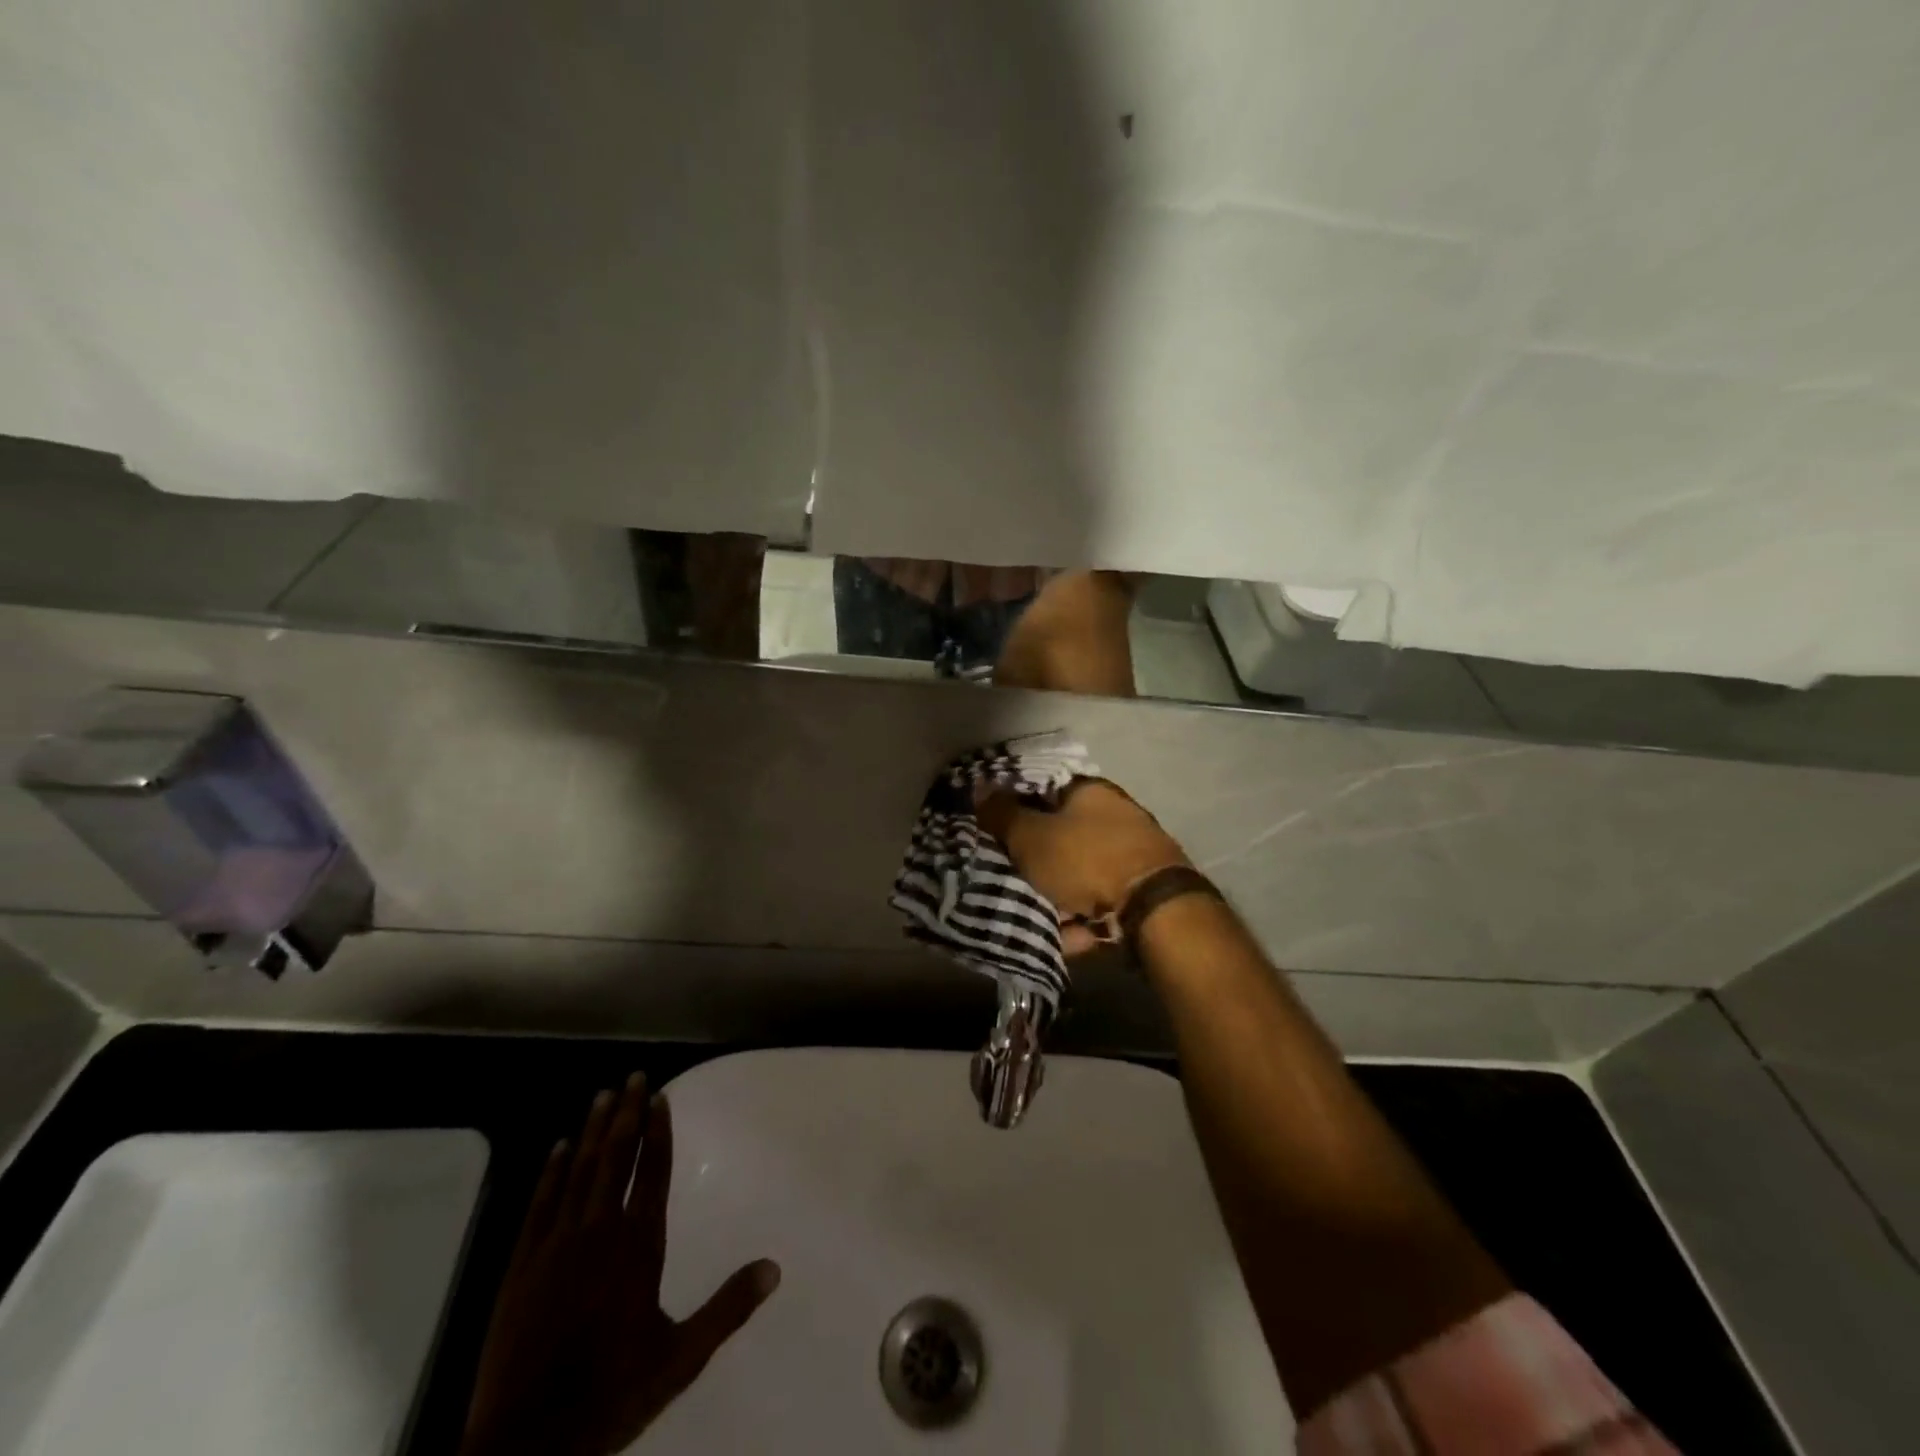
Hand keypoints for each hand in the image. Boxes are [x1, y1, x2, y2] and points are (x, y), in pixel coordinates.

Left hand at [461, 1075, 780, 1455]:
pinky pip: (539, 1205)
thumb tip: (775, 1267)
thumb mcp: (681, 1357)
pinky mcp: (520, 1267)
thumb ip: (728, 1307)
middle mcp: (599, 1233)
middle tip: (634, 1075)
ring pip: (577, 1173)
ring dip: (592, 1131)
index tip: (661, 1096)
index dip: (658, 1132)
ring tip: (602, 1095)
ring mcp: (555, 1247)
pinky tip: (556, 1148)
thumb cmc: (611, 1394)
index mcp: (638, 1247)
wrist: (527, 1446)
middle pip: (616, 1159)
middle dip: (627, 1115)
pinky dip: (549, 1173)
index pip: (652, 1173)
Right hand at [976, 779, 1190, 955]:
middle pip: (1062, 835)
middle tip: (1013, 879)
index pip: (1044, 790)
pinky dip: (1085, 918)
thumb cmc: (1086, 860)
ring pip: (1081, 873)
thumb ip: (1003, 815)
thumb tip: (980, 788)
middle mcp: (1116, 815)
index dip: (1016, 810)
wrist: (1155, 910)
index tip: (996, 834)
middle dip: (1037, 861)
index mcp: (1090, 792)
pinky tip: (1071, 938)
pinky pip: (1102, 901)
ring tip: (1038, 919)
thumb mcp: (1031, 837)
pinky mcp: (1143, 890)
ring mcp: (1134, 853)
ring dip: (1060, 897)